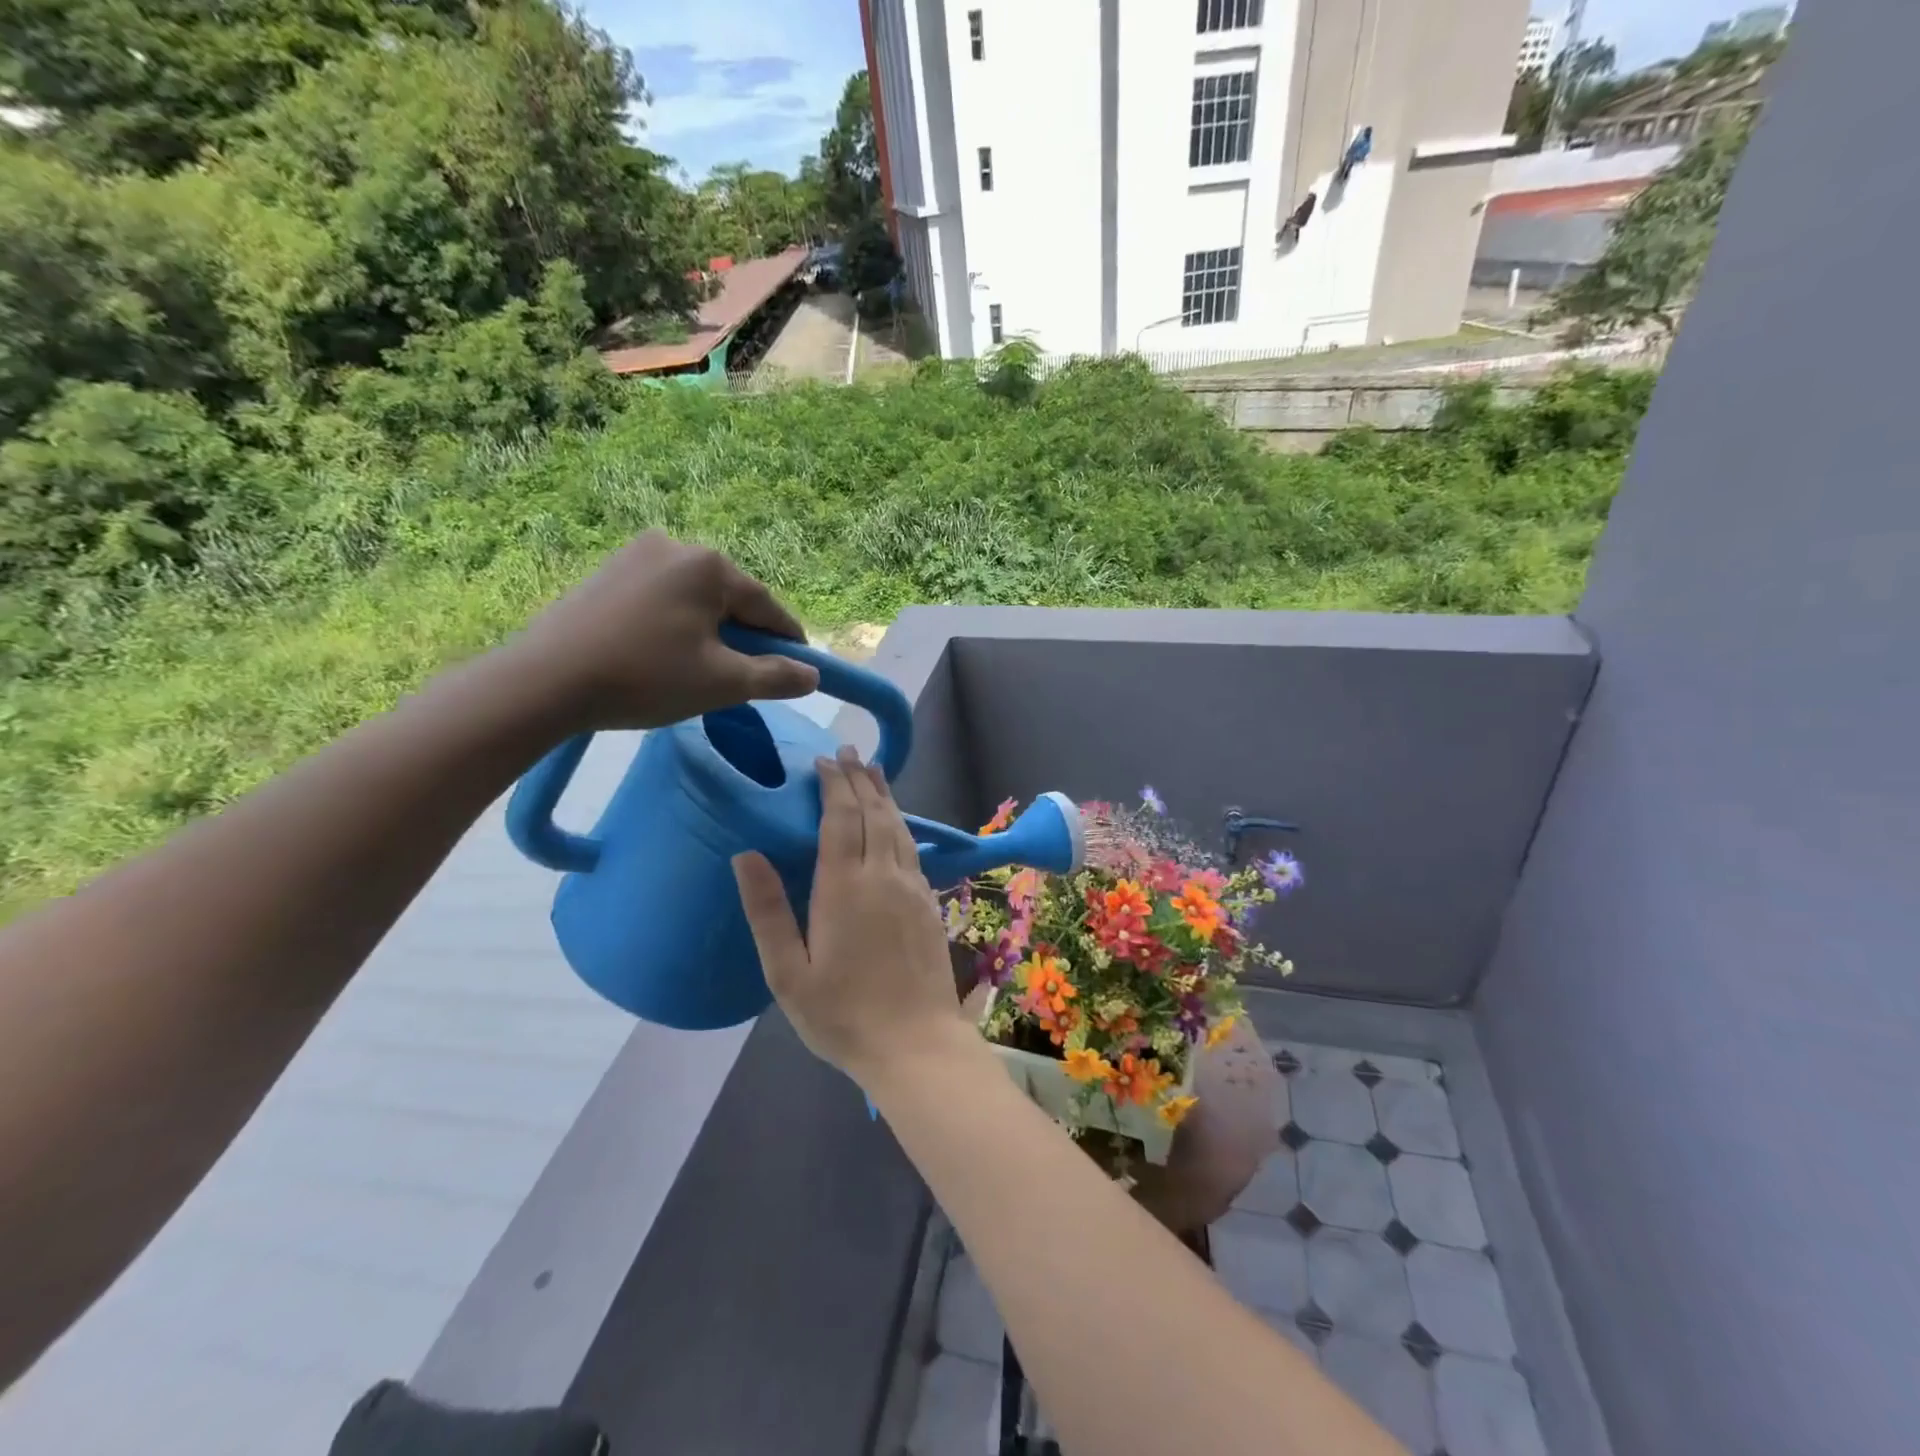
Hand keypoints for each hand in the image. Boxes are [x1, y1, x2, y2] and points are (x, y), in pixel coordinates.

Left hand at [502, 531, 819, 731]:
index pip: (766, 606)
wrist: (544, 682)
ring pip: (695, 598)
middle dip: (743, 635)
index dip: (788, 641)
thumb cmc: (646, 678)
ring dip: (709, 630)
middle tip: (743, 676)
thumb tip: (812, 675)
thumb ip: (775, 677)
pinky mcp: (607, 571)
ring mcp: (635, 554)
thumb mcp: (723, 683)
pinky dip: (675, 623)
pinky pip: (662, 597)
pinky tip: (663, 654)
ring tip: (699, 669)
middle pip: (730, 598)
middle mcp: (675, 545)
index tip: (800, 668)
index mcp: (708, 565)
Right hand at [732, 747, 967, 1084]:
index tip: (825, 760)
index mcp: (844, 887)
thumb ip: (767, 911)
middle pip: (873, 813)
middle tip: (849, 752)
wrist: (916, 1044)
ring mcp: (913, 888)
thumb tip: (745, 854)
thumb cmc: (842, 1015)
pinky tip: (896, 823)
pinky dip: (901, 824)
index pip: (840, 819)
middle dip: (860, 779)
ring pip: (898, 827)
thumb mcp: (788, 973)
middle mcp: (883, 876)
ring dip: (885, 795)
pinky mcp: (930, 903)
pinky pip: (912, 849)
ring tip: (874, 771)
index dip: (834, 785)